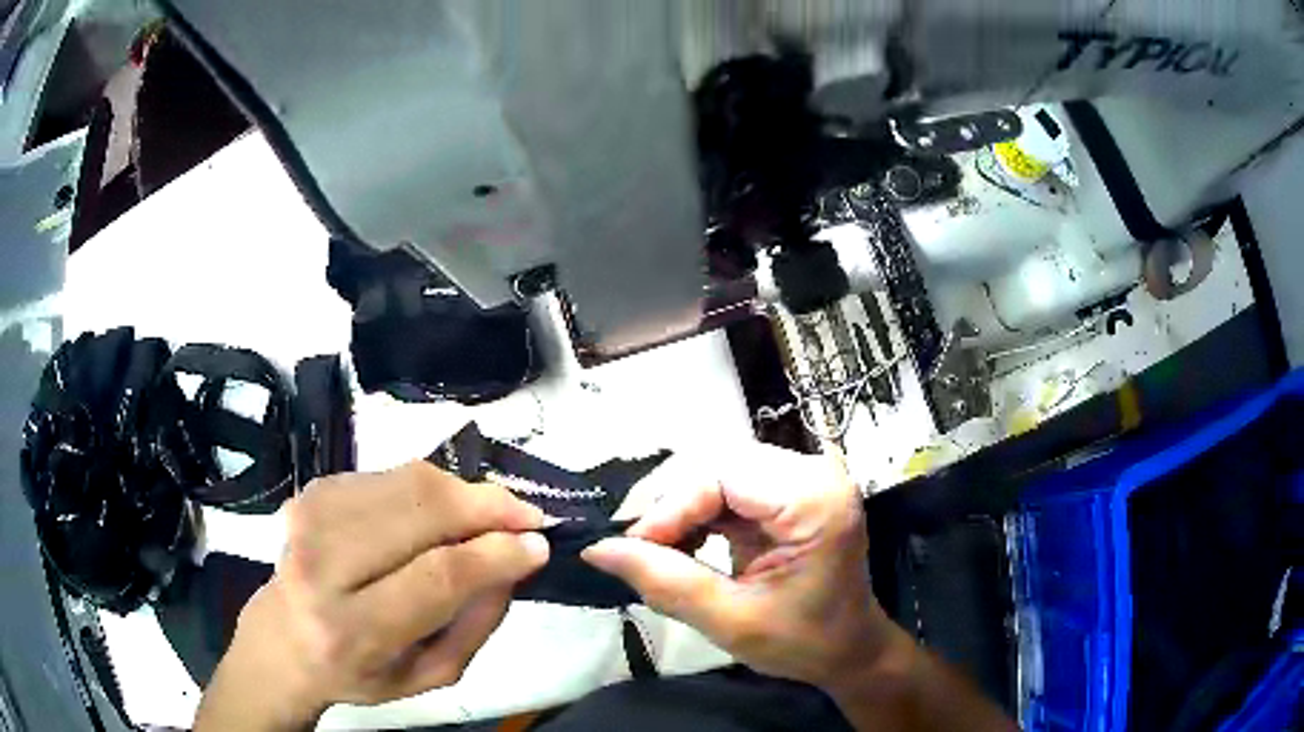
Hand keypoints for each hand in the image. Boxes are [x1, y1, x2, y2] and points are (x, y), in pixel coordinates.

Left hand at [195, 462, 549, 730]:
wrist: (284, 637)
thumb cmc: (361, 670)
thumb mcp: (430, 674)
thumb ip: (477, 622)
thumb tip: (517, 557)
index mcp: (351, 629)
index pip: (435, 577)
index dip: (495, 553)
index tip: (539, 543)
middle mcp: (322, 564)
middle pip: (423, 511)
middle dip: (488, 505)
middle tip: (526, 516)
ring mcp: (312, 516)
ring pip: (410, 481)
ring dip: (463, 493)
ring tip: (487, 516)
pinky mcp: (314, 489)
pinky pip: (392, 474)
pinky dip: (429, 489)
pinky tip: (438, 515)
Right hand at [582, 442, 897, 690]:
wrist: (850, 648)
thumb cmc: (804, 642)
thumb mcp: (732, 621)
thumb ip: (665, 582)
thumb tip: (596, 550)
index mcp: (815, 499)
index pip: (722, 474)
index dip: (669, 507)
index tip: (630, 549)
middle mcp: (812, 472)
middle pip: (716, 463)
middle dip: (669, 505)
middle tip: (636, 550)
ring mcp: (800, 478)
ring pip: (715, 470)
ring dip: (678, 508)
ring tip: (655, 551)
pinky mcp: (786, 491)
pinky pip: (725, 485)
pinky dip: (694, 513)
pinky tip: (682, 545)